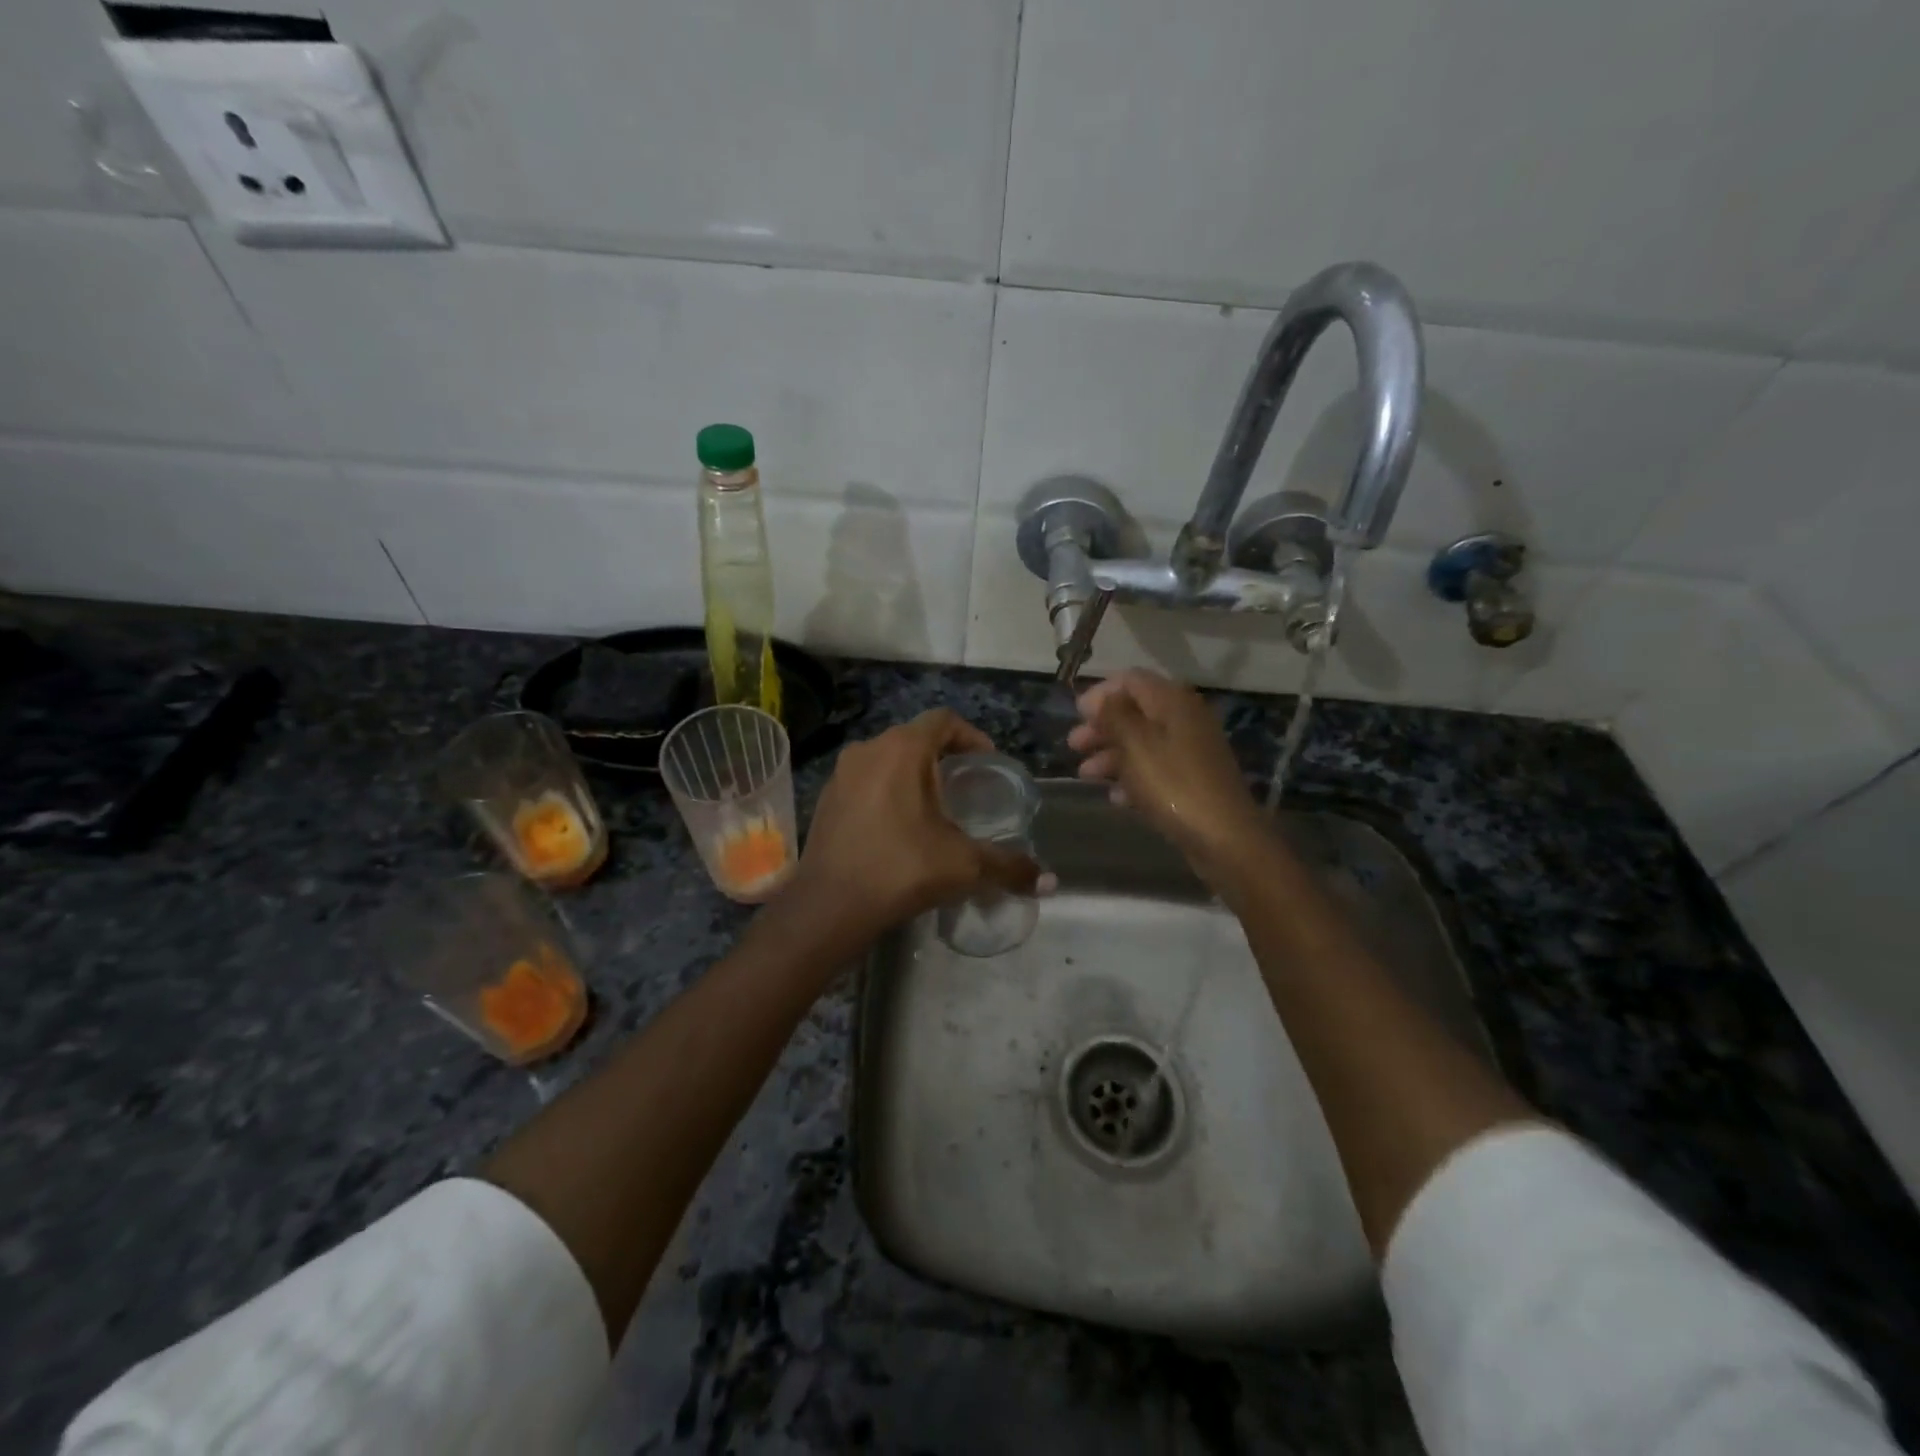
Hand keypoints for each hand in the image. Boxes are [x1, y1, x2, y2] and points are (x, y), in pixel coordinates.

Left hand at [788, 709, 1042, 951]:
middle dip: (944, 757)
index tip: (988, 763)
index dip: (972, 736)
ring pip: (887, 759)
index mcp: (901, 750)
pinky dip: (887, 792)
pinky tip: (899, 827)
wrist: (829, 907)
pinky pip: (865, 781)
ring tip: (935, 807)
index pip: (944, 721)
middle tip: (966, 786)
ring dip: (913, 775)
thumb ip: (1008, 866)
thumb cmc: (901, 870)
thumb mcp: (963, 865)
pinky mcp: (826, 799)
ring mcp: (841, 773)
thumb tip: (1049, 881)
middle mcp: (868, 750)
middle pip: (915, 738)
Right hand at [1069, 670, 1266, 880]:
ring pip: (1142, 743)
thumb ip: (1114, 715)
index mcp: (1172, 702)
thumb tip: (1101, 698)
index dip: (1100, 692)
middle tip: (1074, 745)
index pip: (1131, 680)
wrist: (1223, 836)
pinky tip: (1115, 797)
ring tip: (1085, 775)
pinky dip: (1132, 778)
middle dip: (1101, 727)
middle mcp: (1184, 719)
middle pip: (1135, 712)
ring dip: (1111, 755)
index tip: (1076, 714)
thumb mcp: (1135, 744)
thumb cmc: (1173, 783)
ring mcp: (1191, 751)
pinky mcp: (1192, 780)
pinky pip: (1155, 769)